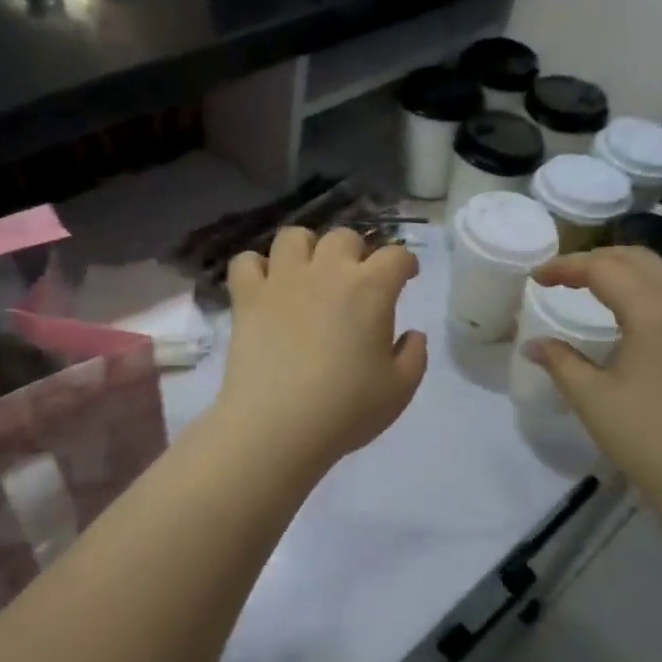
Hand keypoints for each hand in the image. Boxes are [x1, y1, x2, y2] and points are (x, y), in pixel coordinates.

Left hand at [215, 227, 428, 475]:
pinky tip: (265, 287)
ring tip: (308, 274)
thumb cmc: (346, 409)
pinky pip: (247, 262)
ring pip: (294, 237)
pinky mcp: (247, 298)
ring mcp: (282, 280)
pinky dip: (257, 268)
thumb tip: (412, 335)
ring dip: (306, 249)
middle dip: (356, 253)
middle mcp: (326, 272)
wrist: (278, 425)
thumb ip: (414, 356)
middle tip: (356, 281)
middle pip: (344, 237)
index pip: (396, 256)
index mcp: (370, 289)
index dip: (406, 263)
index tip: (407, 277)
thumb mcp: (399, 390)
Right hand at [525, 248, 661, 504]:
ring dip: (627, 267)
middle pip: (638, 258)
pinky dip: (651, 284)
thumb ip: (560, 362)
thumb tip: (533, 345)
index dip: (566, 267)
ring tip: (596, 284)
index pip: (603, 268)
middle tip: (563, 276)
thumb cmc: (647, 436)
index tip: (536, 278)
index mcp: (653, 309)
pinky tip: (635, 309)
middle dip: (596, 259)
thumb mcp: (592, 398)